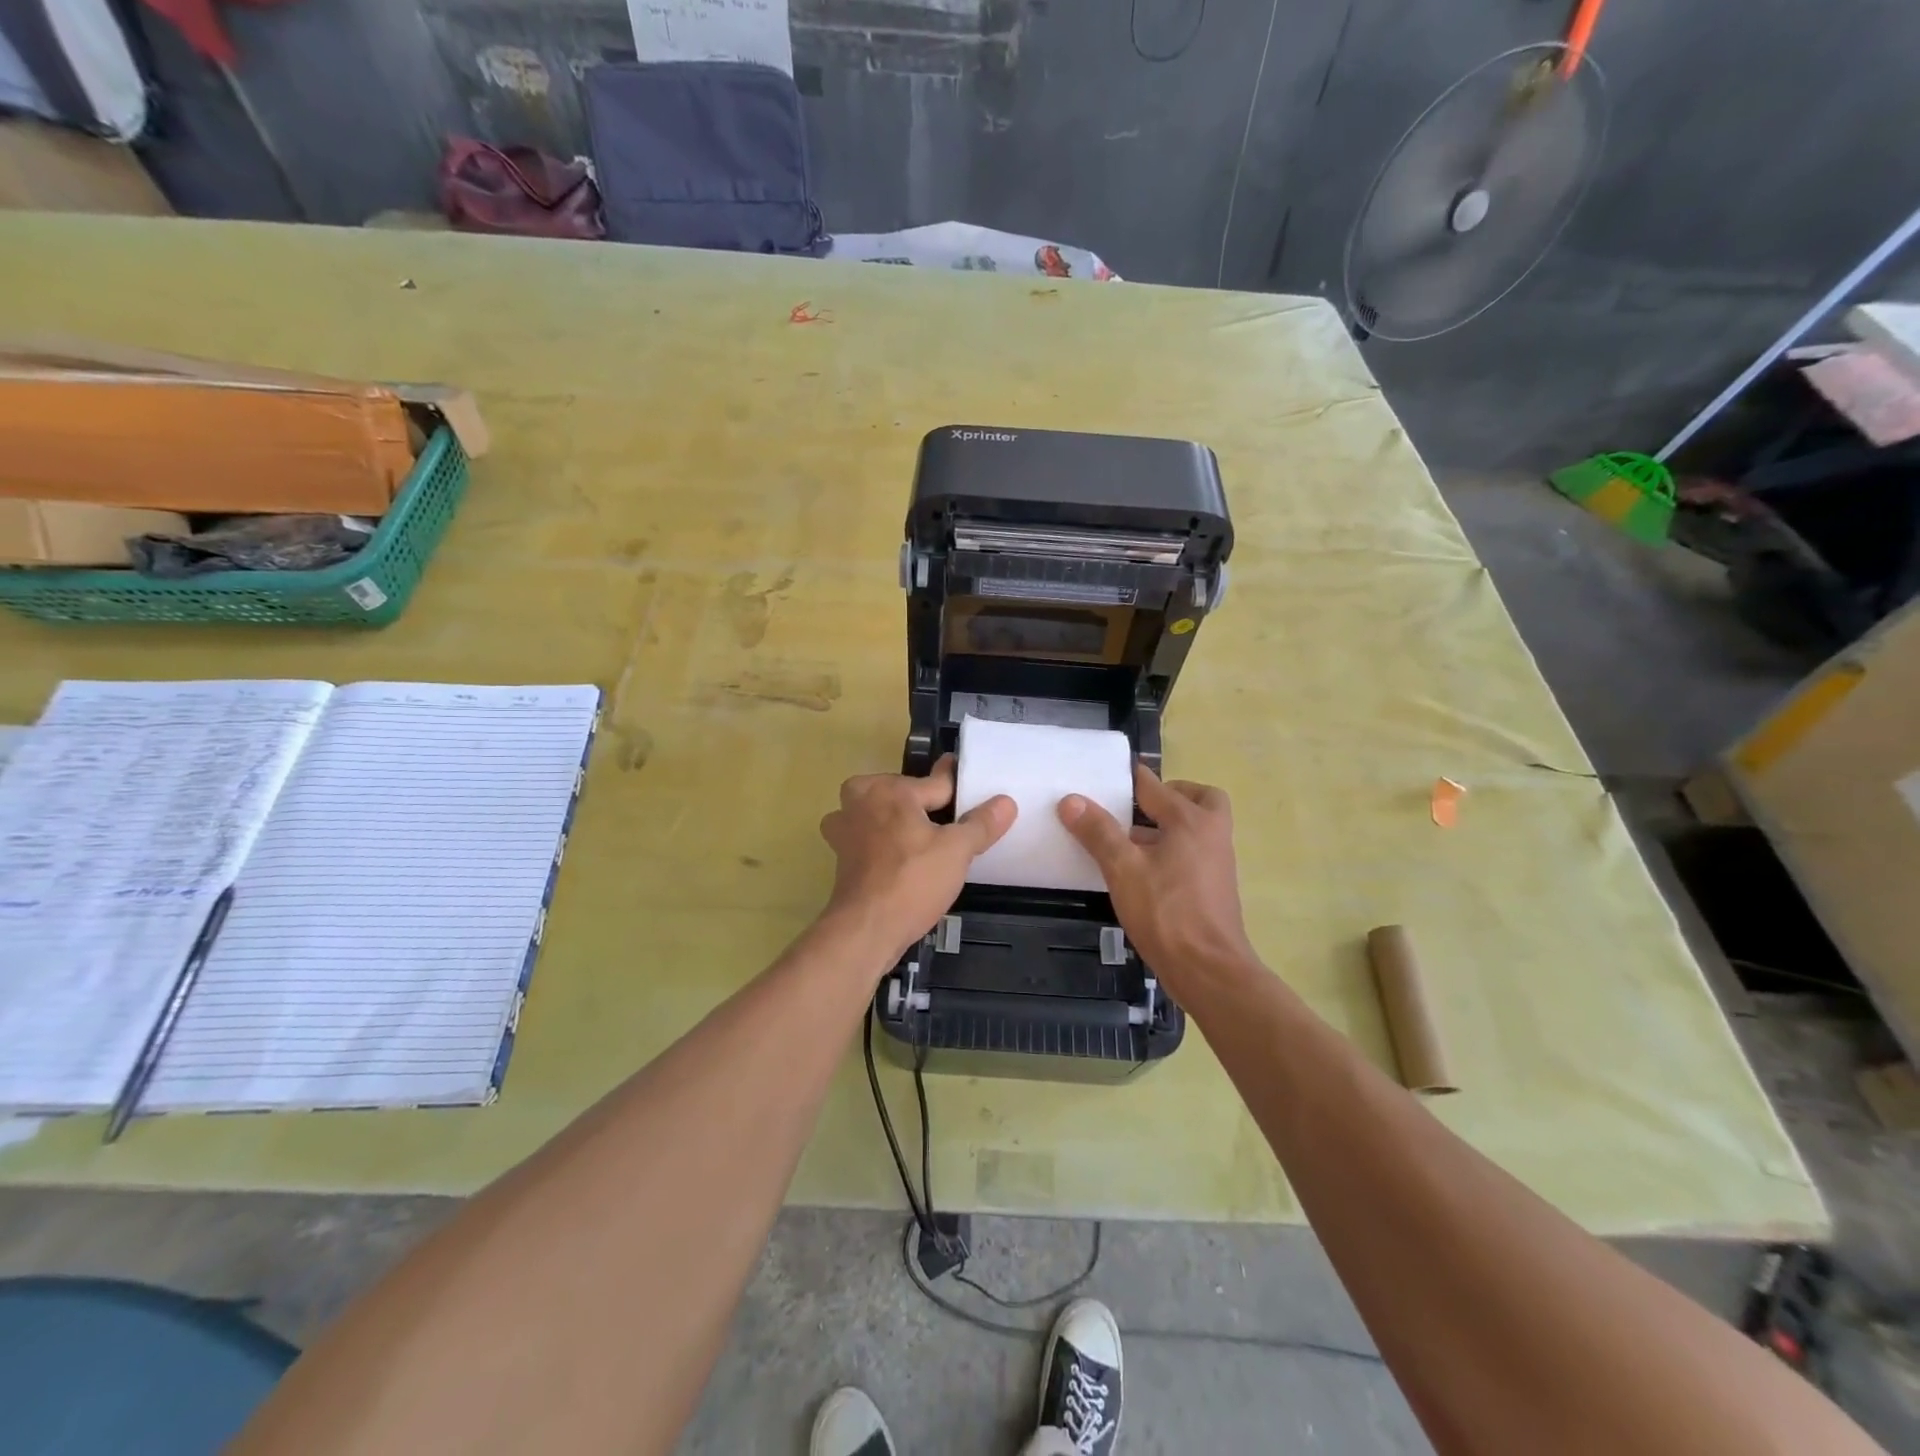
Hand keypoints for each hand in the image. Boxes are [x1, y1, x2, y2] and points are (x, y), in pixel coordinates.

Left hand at [818, 755, 1015, 965]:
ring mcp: (844, 828)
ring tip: (922, 836)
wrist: (865, 930)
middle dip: (922, 802)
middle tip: (949, 819)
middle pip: (902, 793)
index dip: (957, 785)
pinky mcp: (840, 855)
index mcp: (889, 790)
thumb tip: (1006, 802)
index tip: (965, 772)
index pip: (935, 782)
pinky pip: (867, 837)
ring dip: (897, 820)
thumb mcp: (957, 851)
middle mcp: (860, 801)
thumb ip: (981, 823)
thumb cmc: (912, 881)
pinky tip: (900, 857)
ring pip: (880, 813)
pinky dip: (882, 842)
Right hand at [1058, 764, 1258, 993]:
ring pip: (1195, 828)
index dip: (1126, 779)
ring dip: (1166, 826)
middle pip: (1196, 799)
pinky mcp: (1214, 887)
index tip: (1101, 778)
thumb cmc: (1166, 912)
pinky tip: (1141, 872)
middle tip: (1135, 807)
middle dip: (1168, 796)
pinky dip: (1171, 851)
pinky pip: (1193, 853)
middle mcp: (1211, 833)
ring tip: (1126, 840)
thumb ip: (1098, 832)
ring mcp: (1217, 862)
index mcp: (1191, 820)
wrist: (1209, 970)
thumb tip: (1071, 799)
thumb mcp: (1122, 869)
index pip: (1154, 785)